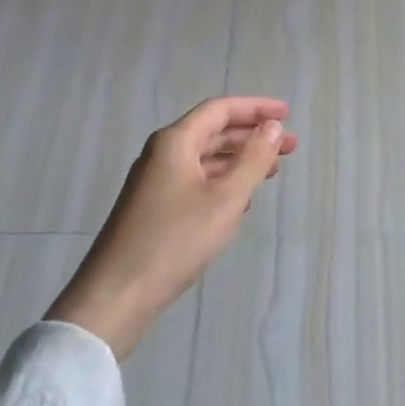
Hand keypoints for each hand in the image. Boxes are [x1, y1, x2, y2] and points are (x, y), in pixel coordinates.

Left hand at [47, 97, 296, 358]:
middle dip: (252, 136)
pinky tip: (241, 200)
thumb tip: (271, 127)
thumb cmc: (174, 241)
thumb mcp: (225, 199)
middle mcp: (163, 154)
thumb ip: (252, 159)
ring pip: (205, 159)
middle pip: (213, 132)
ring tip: (272, 171)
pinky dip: (222, 183)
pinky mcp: (153, 209)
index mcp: (175, 141)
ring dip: (239, 161)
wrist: (115, 297)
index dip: (256, 108)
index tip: (286, 114)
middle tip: (289, 146)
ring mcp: (155, 182)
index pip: (220, 109)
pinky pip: (195, 182)